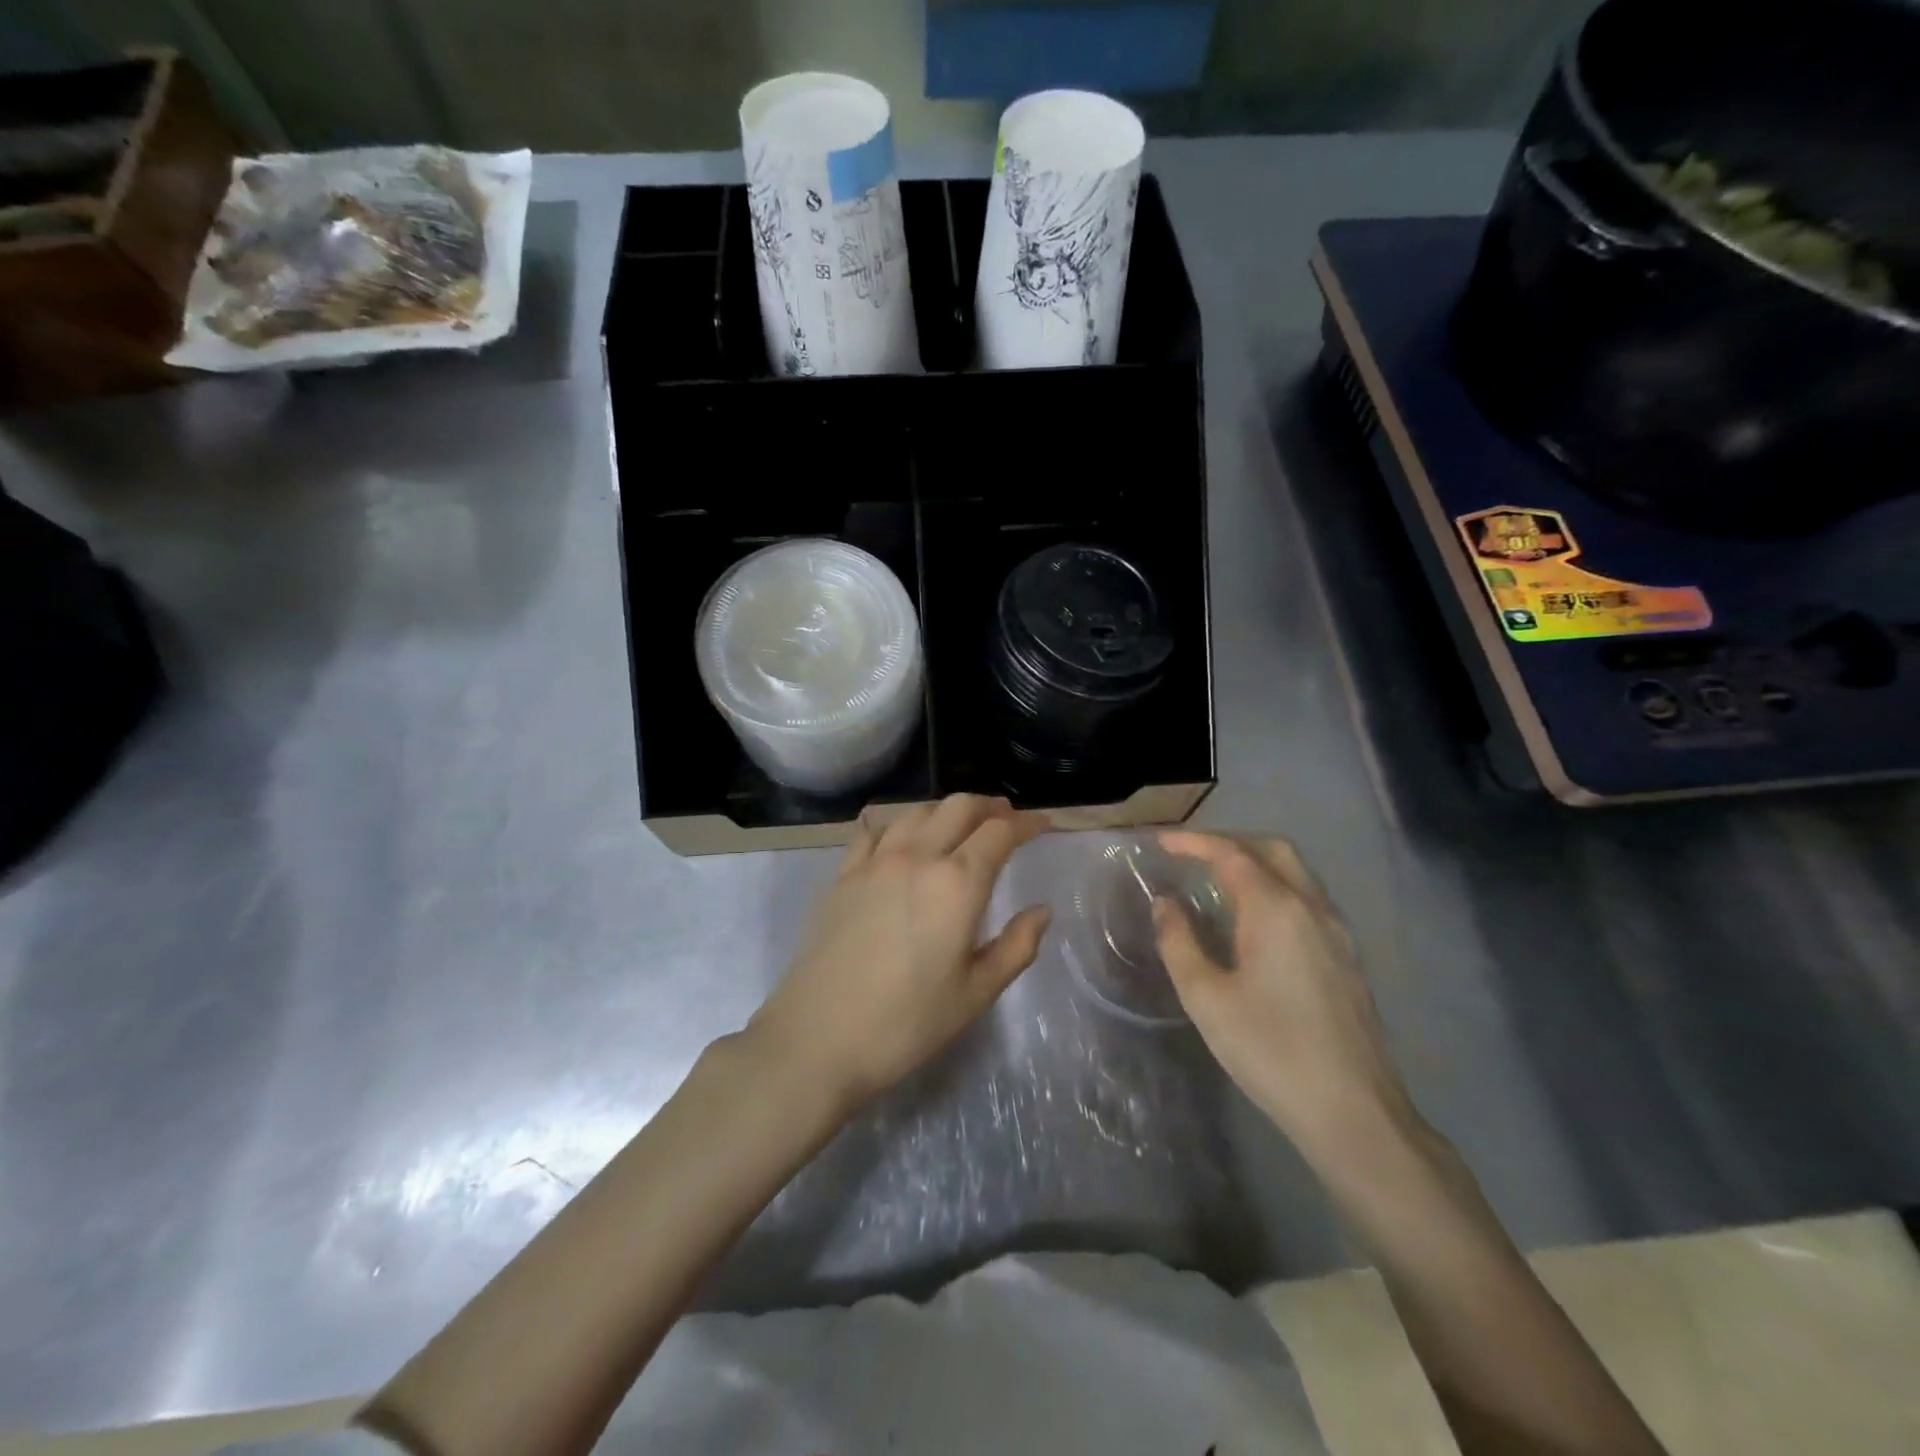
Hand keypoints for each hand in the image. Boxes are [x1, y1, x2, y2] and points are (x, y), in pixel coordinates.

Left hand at [748, 795, 1050, 1111]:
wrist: (817, 1039)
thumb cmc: (907, 1023)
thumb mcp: (976, 994)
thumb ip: (1017, 946)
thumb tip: (1042, 910)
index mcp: (957, 884)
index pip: (999, 832)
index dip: (1026, 823)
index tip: (1042, 824)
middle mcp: (917, 857)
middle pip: (958, 807)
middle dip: (989, 806)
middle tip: (1006, 818)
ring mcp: (874, 862)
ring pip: (917, 811)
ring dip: (946, 810)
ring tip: (960, 825)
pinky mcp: (843, 875)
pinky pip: (873, 830)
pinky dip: (898, 822)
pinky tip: (901, 836)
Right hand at [1154, 831, 1414, 1159]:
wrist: (1353, 1112)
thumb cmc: (1271, 1051)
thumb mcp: (1206, 998)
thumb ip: (1179, 942)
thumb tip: (1165, 904)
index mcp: (1276, 910)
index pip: (1231, 854)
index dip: (1193, 842)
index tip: (1160, 842)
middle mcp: (1312, 907)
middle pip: (1272, 849)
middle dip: (1229, 841)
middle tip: (1190, 853)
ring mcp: (1336, 932)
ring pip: (1296, 872)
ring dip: (1255, 861)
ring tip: (1217, 878)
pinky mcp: (1347, 957)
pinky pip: (1307, 898)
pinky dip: (1275, 886)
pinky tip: (1254, 918)